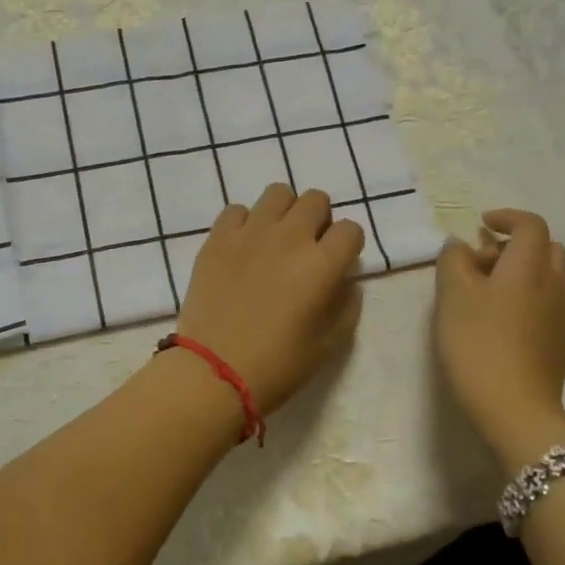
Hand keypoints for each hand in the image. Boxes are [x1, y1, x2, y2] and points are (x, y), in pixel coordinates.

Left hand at [173, 184, 365, 415]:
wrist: (214, 371)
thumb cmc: (278, 365)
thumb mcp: (329, 344)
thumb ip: (346, 305)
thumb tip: (344, 281)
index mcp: (322, 264)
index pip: (351, 229)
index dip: (348, 246)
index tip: (337, 264)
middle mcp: (289, 237)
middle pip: (316, 200)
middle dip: (319, 220)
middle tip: (307, 248)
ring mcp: (250, 233)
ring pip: (278, 193)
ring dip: (284, 212)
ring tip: (275, 239)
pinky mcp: (217, 238)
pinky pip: (237, 210)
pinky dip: (245, 223)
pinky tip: (242, 247)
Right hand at [435, 209, 564, 463]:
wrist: (516, 409)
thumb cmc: (479, 345)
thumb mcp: (452, 297)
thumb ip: (453, 261)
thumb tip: (460, 245)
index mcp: (529, 266)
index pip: (530, 225)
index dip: (506, 217)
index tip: (481, 225)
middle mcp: (554, 283)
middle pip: (545, 247)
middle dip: (514, 244)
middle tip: (480, 261)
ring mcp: (562, 313)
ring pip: (549, 275)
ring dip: (522, 270)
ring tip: (487, 290)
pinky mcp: (559, 339)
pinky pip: (548, 300)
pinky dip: (528, 293)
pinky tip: (500, 318)